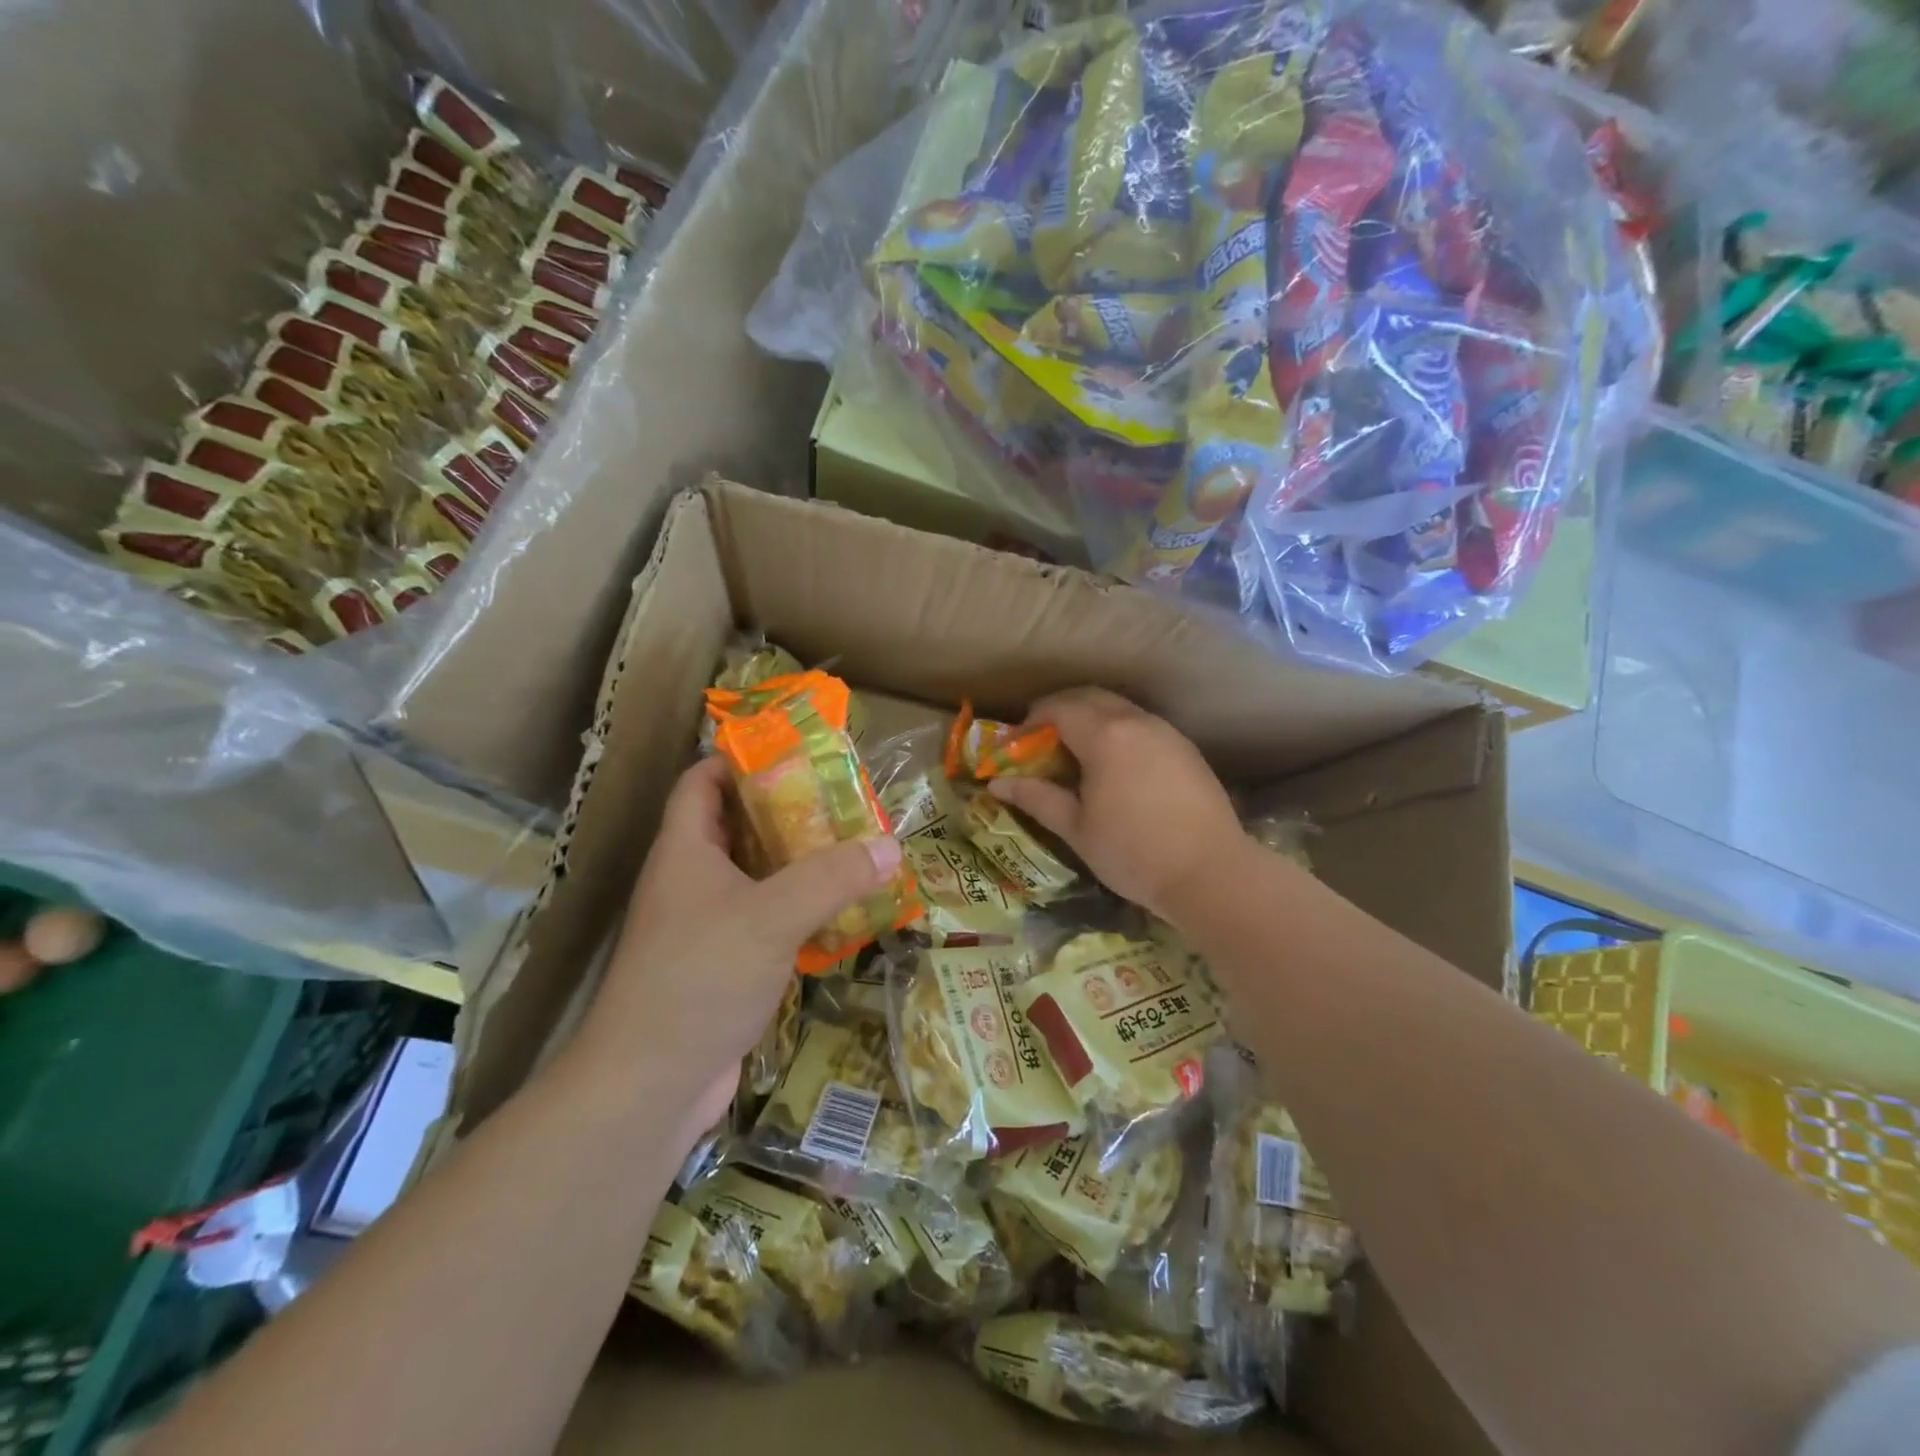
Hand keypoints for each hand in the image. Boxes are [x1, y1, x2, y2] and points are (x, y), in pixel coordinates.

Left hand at [574, 757, 902, 1138]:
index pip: (702, 782)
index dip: (739, 758)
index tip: (794, 751)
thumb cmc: (700, 977)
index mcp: (685, 850)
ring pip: (756, 876)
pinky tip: (840, 913)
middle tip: (843, 800)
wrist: (651, 1084)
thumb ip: (832, 877)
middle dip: (787, 810)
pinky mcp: (723, 965)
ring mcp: (704, 926)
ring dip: (799, 863)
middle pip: (738, 826)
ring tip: (853, 848)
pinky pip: (765, 920)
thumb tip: (891, 846)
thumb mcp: (772, 915)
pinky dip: (799, 910)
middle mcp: (690, 880)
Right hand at [987, 687, 1247, 922]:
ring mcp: (1166, 732)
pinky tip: (1113, 764)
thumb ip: (1036, 797)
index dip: (1030, 722)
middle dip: (1059, 710)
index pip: (1057, 708)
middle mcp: (1136, 721)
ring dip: (1090, 718)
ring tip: (1074, 752)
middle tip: (1039, 741)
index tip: (1015, 747)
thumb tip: (997, 782)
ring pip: (1119, 707)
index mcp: (1105, 736)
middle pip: (1089, 697)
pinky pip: (1141, 724)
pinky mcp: (1186, 748)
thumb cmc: (1134, 853)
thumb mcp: (1076, 828)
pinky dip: (1117, 730)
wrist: (1212, 873)